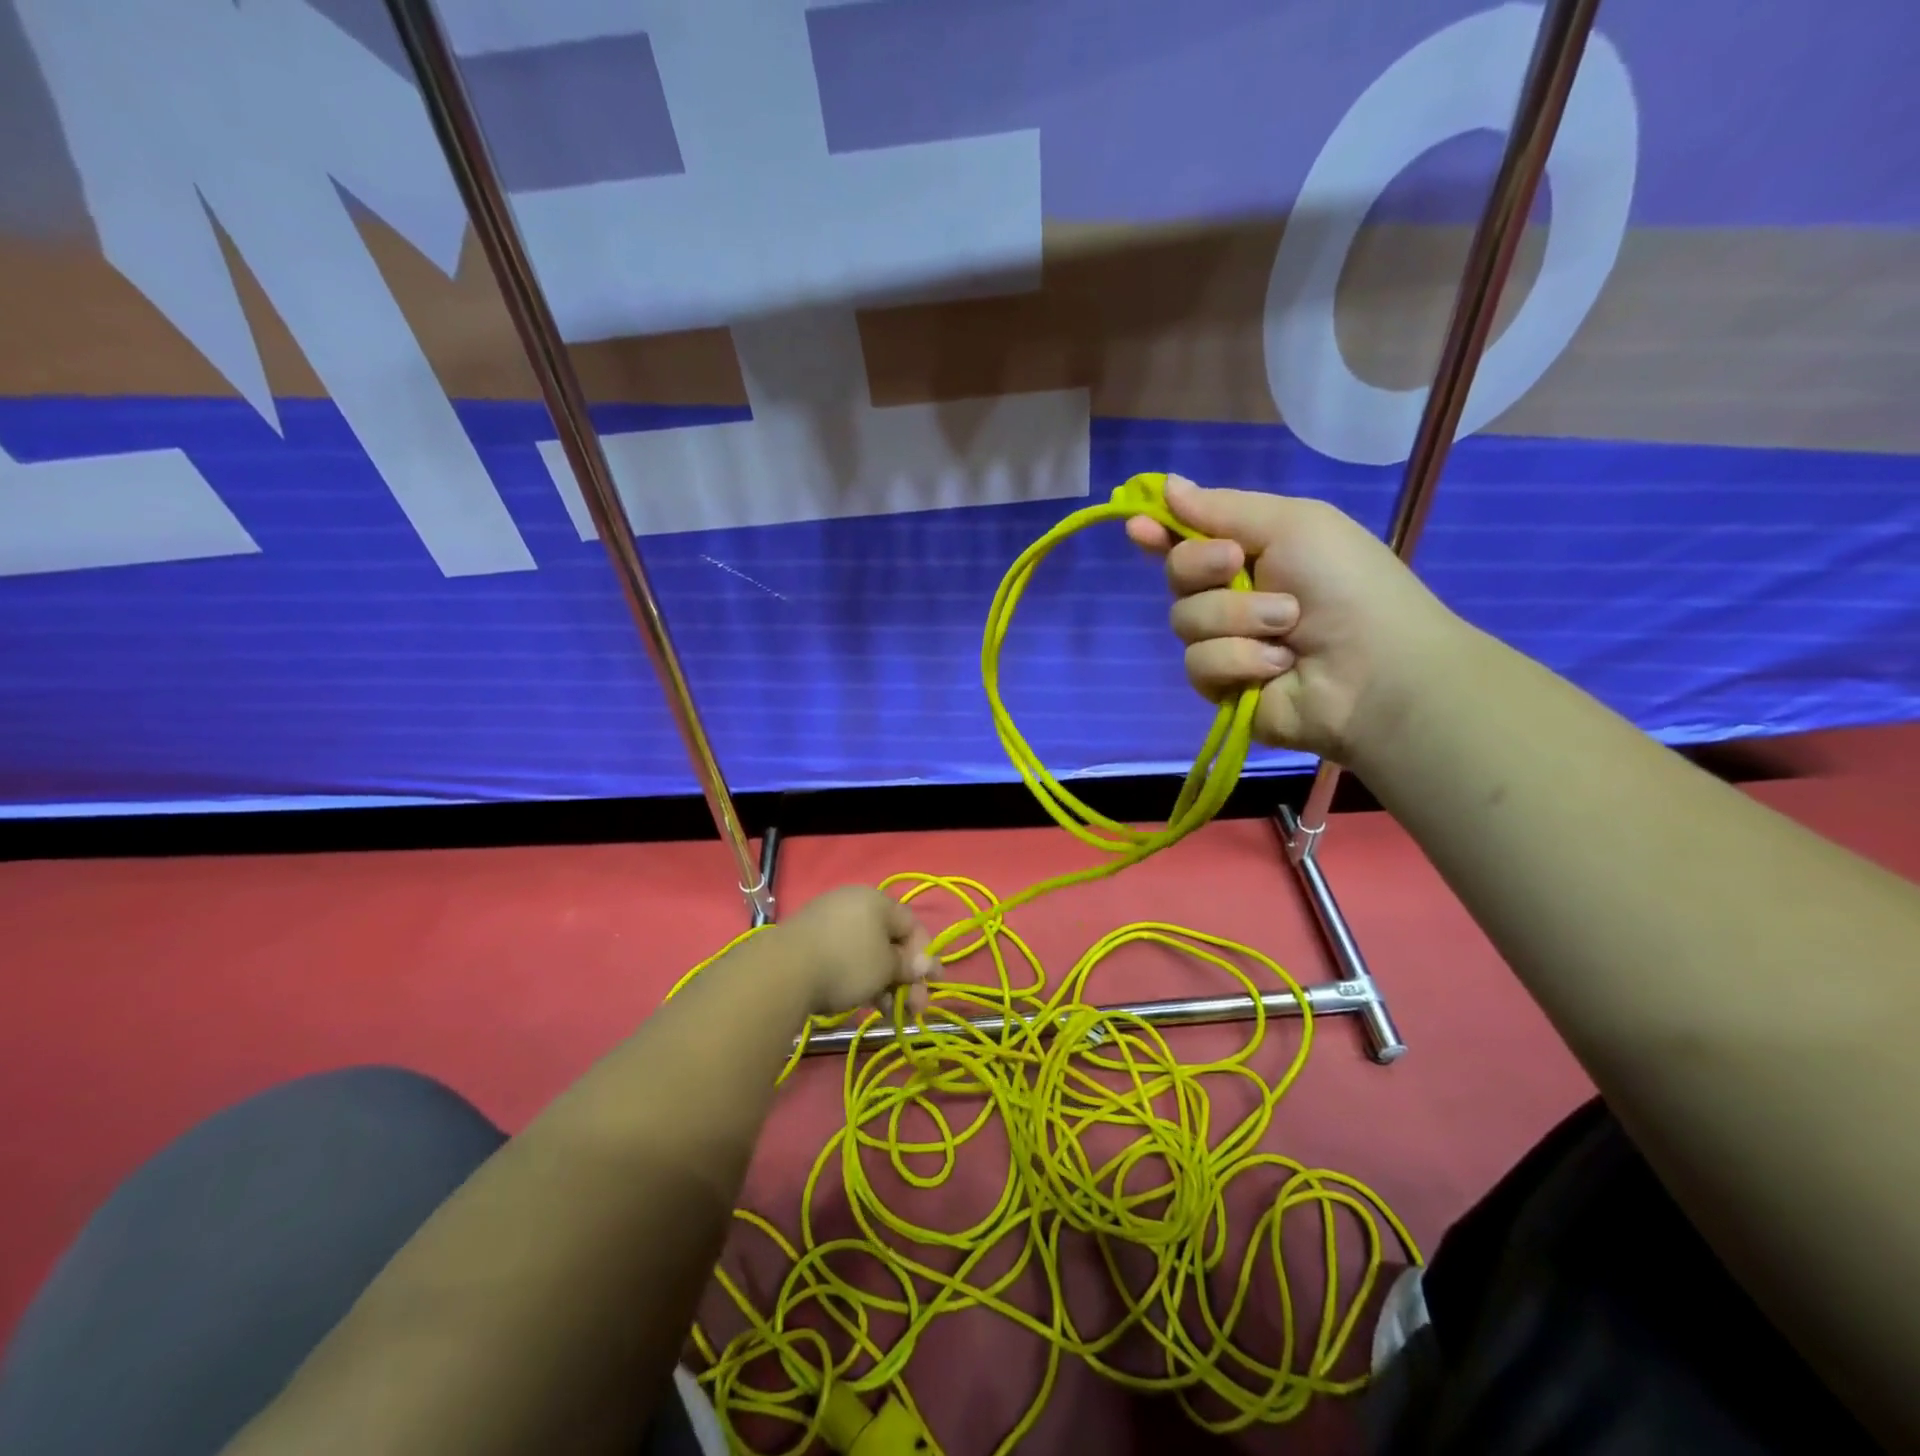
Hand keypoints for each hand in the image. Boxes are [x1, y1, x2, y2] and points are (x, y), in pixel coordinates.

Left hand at [775, 887, 934, 1020]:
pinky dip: (858, 979)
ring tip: (888, 1014)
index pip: (911, 924)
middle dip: (904, 977)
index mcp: (876, 900)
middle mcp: (853, 904)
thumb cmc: (846, 962)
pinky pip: (844, 958)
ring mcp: (827, 921)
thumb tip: (926, 963)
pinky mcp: (808, 942)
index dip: (926, 955)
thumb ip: (908, 965)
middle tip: (913, 1009)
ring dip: (883, 983)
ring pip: (866, 953)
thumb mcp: (886, 967)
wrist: (782, 971)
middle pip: (889, 941)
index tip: (933, 984)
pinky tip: (861, 1003)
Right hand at [1126, 474, 1461, 765]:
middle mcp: (1231, 596)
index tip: (1138, 526)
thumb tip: (1167, 485)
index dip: (1160, 532)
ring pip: (1185, 622)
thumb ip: (1222, 508)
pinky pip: (1199, 665)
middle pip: (1177, 576)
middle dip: (1202, 567)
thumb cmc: (1344, 583)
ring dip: (1235, 619)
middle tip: (1236, 565)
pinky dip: (1239, 660)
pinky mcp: (1221, 686)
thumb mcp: (1292, 524)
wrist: (1375, 668)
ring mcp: (1224, 643)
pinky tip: (1277, 665)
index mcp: (1251, 552)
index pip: (1188, 539)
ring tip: (1286, 627)